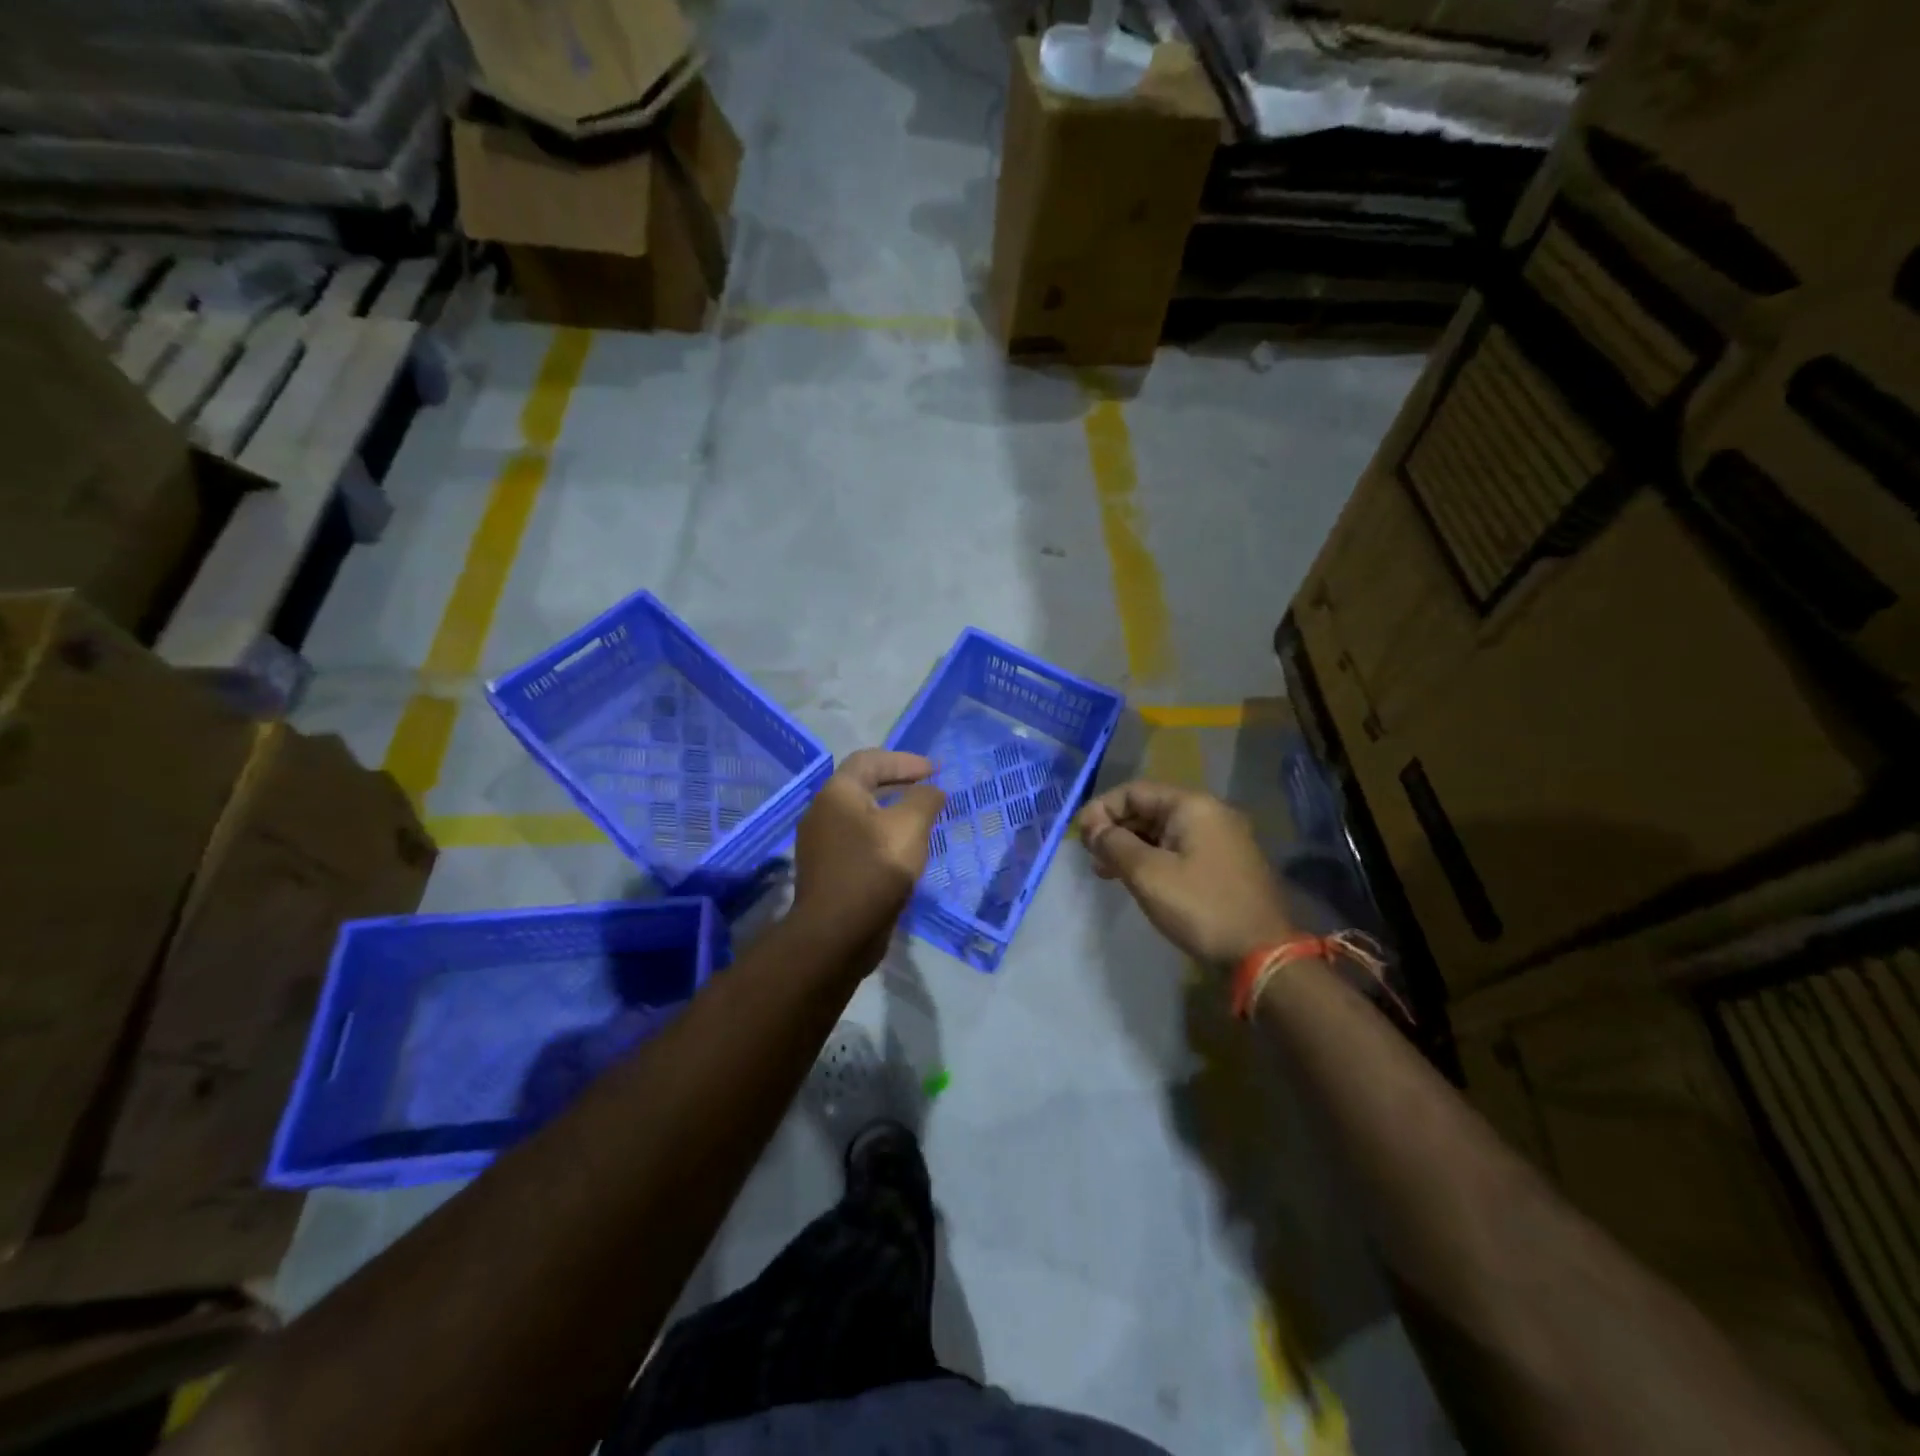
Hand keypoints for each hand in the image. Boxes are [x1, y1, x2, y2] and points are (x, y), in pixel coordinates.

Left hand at [792, 749, 945, 964]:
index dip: (905, 761)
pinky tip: (903, 852)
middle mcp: (822, 813)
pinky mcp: (828, 872)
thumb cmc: (874, 870)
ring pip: (861, 816)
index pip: (870, 760)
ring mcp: (821, 845)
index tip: (935, 771)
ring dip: (892, 813)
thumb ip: (924, 799)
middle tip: (929, 790)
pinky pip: (859, 842)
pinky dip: (883, 837)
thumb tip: (931, 791)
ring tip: (922, 821)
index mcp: (837, 793)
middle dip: (899, 784)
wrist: (836, 935)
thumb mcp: (910, 827)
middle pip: (863, 786)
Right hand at [1076, 781, 1294, 965]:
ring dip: (1131, 846)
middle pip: (1149, 808)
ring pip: (1162, 831)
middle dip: (1115, 828)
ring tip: (1106, 872)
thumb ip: (1114, 844)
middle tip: (1091, 857)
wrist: (1262, 954)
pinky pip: (1179, 849)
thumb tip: (1093, 828)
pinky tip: (1136, 879)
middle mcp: (1210, 813)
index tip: (1081, 838)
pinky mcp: (1224, 864)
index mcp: (1192, 806)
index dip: (1101, 810)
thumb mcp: (1148, 874)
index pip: (1134, 791)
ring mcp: (1221, 839)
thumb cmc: (1201, 907)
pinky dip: (1153, 858)